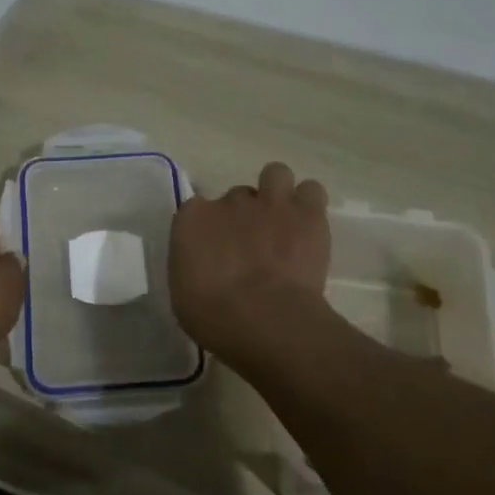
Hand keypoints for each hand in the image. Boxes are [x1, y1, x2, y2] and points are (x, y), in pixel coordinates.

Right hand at [170, 161, 330, 355]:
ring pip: (275, 174)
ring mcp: (270, 203)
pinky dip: (310, 204)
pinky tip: (308, 225)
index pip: (196, 210)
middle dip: (244, 217)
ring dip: (278, 192)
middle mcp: (229, 201)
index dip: (209, 229)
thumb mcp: (183, 292)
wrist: (265, 320)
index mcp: (192, 219)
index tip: (215, 251)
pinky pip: (311, 191)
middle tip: (253, 245)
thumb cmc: (213, 316)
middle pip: (237, 198)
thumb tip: (204, 264)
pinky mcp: (307, 213)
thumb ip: (192, 264)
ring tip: (282, 219)